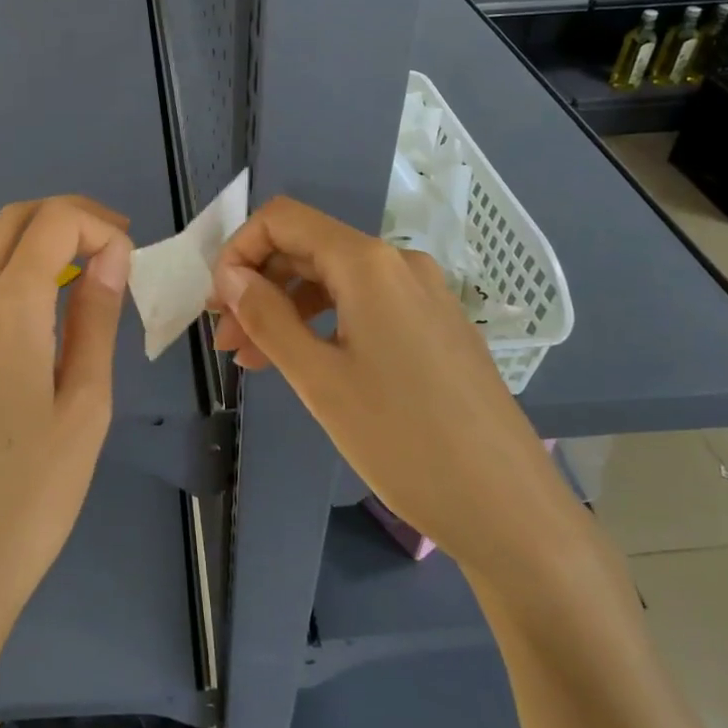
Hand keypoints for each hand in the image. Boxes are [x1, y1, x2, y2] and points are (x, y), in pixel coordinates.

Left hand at [0, 197, 133, 673]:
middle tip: (112, 248)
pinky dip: (4, 265)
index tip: (129, 259)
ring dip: (29, 236)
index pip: (49, 223)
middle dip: (65, 217)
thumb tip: (110, 257)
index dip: (96, 224)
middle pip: (9, 221)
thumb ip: (95, 320)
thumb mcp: (86, 404)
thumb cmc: (35, 494)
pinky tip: (35, 306)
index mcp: (7, 313)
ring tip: (76, 266)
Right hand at [211, 196, 570, 573]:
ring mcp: (424, 294)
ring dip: (288, 309)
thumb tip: (230, 276)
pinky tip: (306, 363)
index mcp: (369, 264)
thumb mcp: (319, 379)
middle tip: (228, 341)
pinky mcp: (436, 326)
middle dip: (259, 285)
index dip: (239, 249)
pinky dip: (325, 324)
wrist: (508, 506)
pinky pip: (367, 306)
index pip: (284, 220)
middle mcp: (399, 264)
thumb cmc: (402, 440)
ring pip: (336, 281)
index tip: (218, 303)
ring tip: (255, 360)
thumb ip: (268, 317)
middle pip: (309, 249)